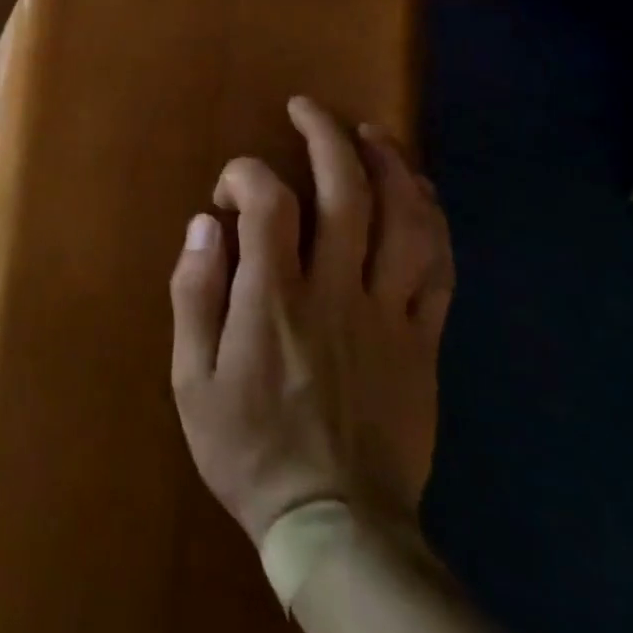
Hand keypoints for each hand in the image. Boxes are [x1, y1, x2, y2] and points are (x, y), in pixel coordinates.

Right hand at [169, 97, 454, 546]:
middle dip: (325, 134)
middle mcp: (337, 290)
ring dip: (389, 163)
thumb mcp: (192, 381)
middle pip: (344, 190)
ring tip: (370, 132)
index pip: (268, 200)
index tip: (229, 190)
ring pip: (404, 218)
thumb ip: (194, 294)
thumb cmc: (251, 449)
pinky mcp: (424, 338)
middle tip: (306, 107)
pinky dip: (432, 218)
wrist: (337, 526)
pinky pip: (440, 265)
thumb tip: (204, 224)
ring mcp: (389, 312)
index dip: (246, 173)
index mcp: (275, 298)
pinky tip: (419, 190)